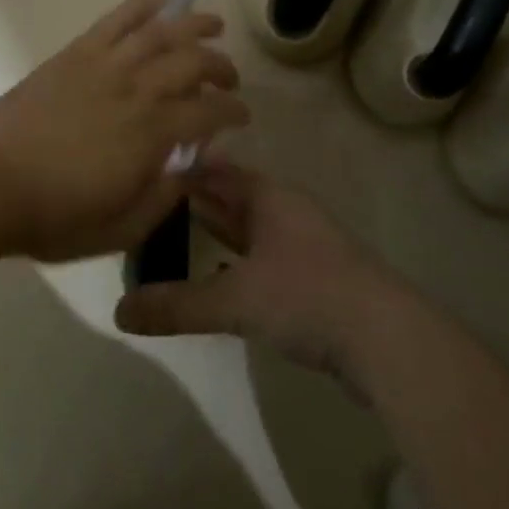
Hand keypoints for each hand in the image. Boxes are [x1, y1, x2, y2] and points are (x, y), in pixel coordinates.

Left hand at [0, 0, 248, 262]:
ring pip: (161, 32)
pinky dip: (141, 3)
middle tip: (229, 77)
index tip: (242, 116)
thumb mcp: (122, 228)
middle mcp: (138, 89)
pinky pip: (116, 19)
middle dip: (220, 67)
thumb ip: (165, 196)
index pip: (210, 112)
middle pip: (193, 63)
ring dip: (194, 24)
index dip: (233, 111)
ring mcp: (106, 64)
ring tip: (212, 23)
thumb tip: (194, 166)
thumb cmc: (55, 214)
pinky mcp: (77, 52)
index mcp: (153, 133)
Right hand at [114, 159, 404, 388]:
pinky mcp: (311, 276)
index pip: (213, 169)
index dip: (179, 169)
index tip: (140, 171)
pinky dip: (234, 259)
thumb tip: (119, 312)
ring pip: (245, 227)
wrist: (389, 340)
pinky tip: (216, 275)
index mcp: (266, 196)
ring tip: (170, 235)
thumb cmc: (308, 296)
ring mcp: (300, 243)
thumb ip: (178, 305)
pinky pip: (259, 256)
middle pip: (229, 197)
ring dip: (213, 231)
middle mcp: (283, 210)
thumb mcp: (236, 300)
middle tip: (145, 204)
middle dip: (191, 201)